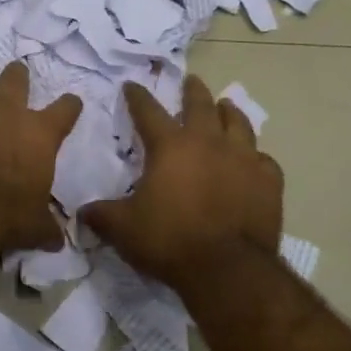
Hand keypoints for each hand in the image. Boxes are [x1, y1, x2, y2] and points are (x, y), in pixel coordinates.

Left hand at [0, 62, 82, 255]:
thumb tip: (57, 240)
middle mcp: (5, 113)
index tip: (71, 103)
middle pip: (16, 77)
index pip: (65, 109)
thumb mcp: (35, 227)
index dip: (70, 105)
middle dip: (18, 75)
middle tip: (17, 76)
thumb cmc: (6, 216)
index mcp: (38, 133)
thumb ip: (47, 226)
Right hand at [82, 75, 282, 285]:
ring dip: (230, 112)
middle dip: (193, 91)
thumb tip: (82, 212)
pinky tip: (254, 160)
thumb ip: (102, 215)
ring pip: (239, 124)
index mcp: (170, 147)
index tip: (131, 85)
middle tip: (191, 81)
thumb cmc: (170, 241)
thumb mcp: (123, 229)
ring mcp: (243, 159)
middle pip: (201, 105)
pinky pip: (264, 160)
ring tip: (226, 106)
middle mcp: (208, 143)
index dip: (137, 97)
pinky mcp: (268, 182)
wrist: (227, 270)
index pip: (148, 111)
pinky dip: (256, 156)